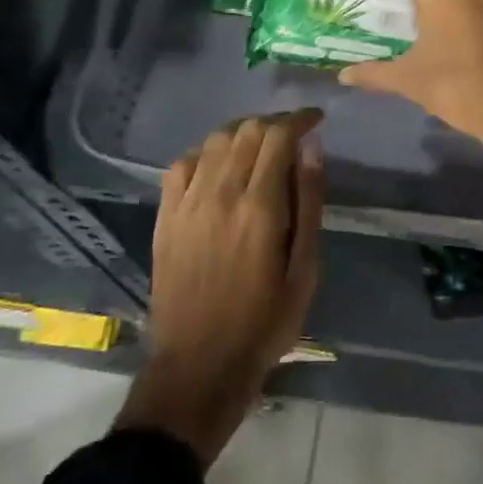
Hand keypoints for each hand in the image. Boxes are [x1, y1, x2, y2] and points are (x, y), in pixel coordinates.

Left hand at [115, 109, 325, 466]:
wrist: (199, 365)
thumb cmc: (265, 321)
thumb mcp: (305, 269)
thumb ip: (310, 203)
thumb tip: (312, 149)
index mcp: (260, 207)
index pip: (279, 136)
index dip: (300, 119)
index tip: (316, 118)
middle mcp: (221, 193)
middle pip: (248, 130)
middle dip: (275, 122)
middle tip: (293, 134)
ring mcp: (187, 203)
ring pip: (216, 140)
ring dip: (243, 132)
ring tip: (260, 146)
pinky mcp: (166, 216)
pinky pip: (182, 163)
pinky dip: (206, 153)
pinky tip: (219, 167)